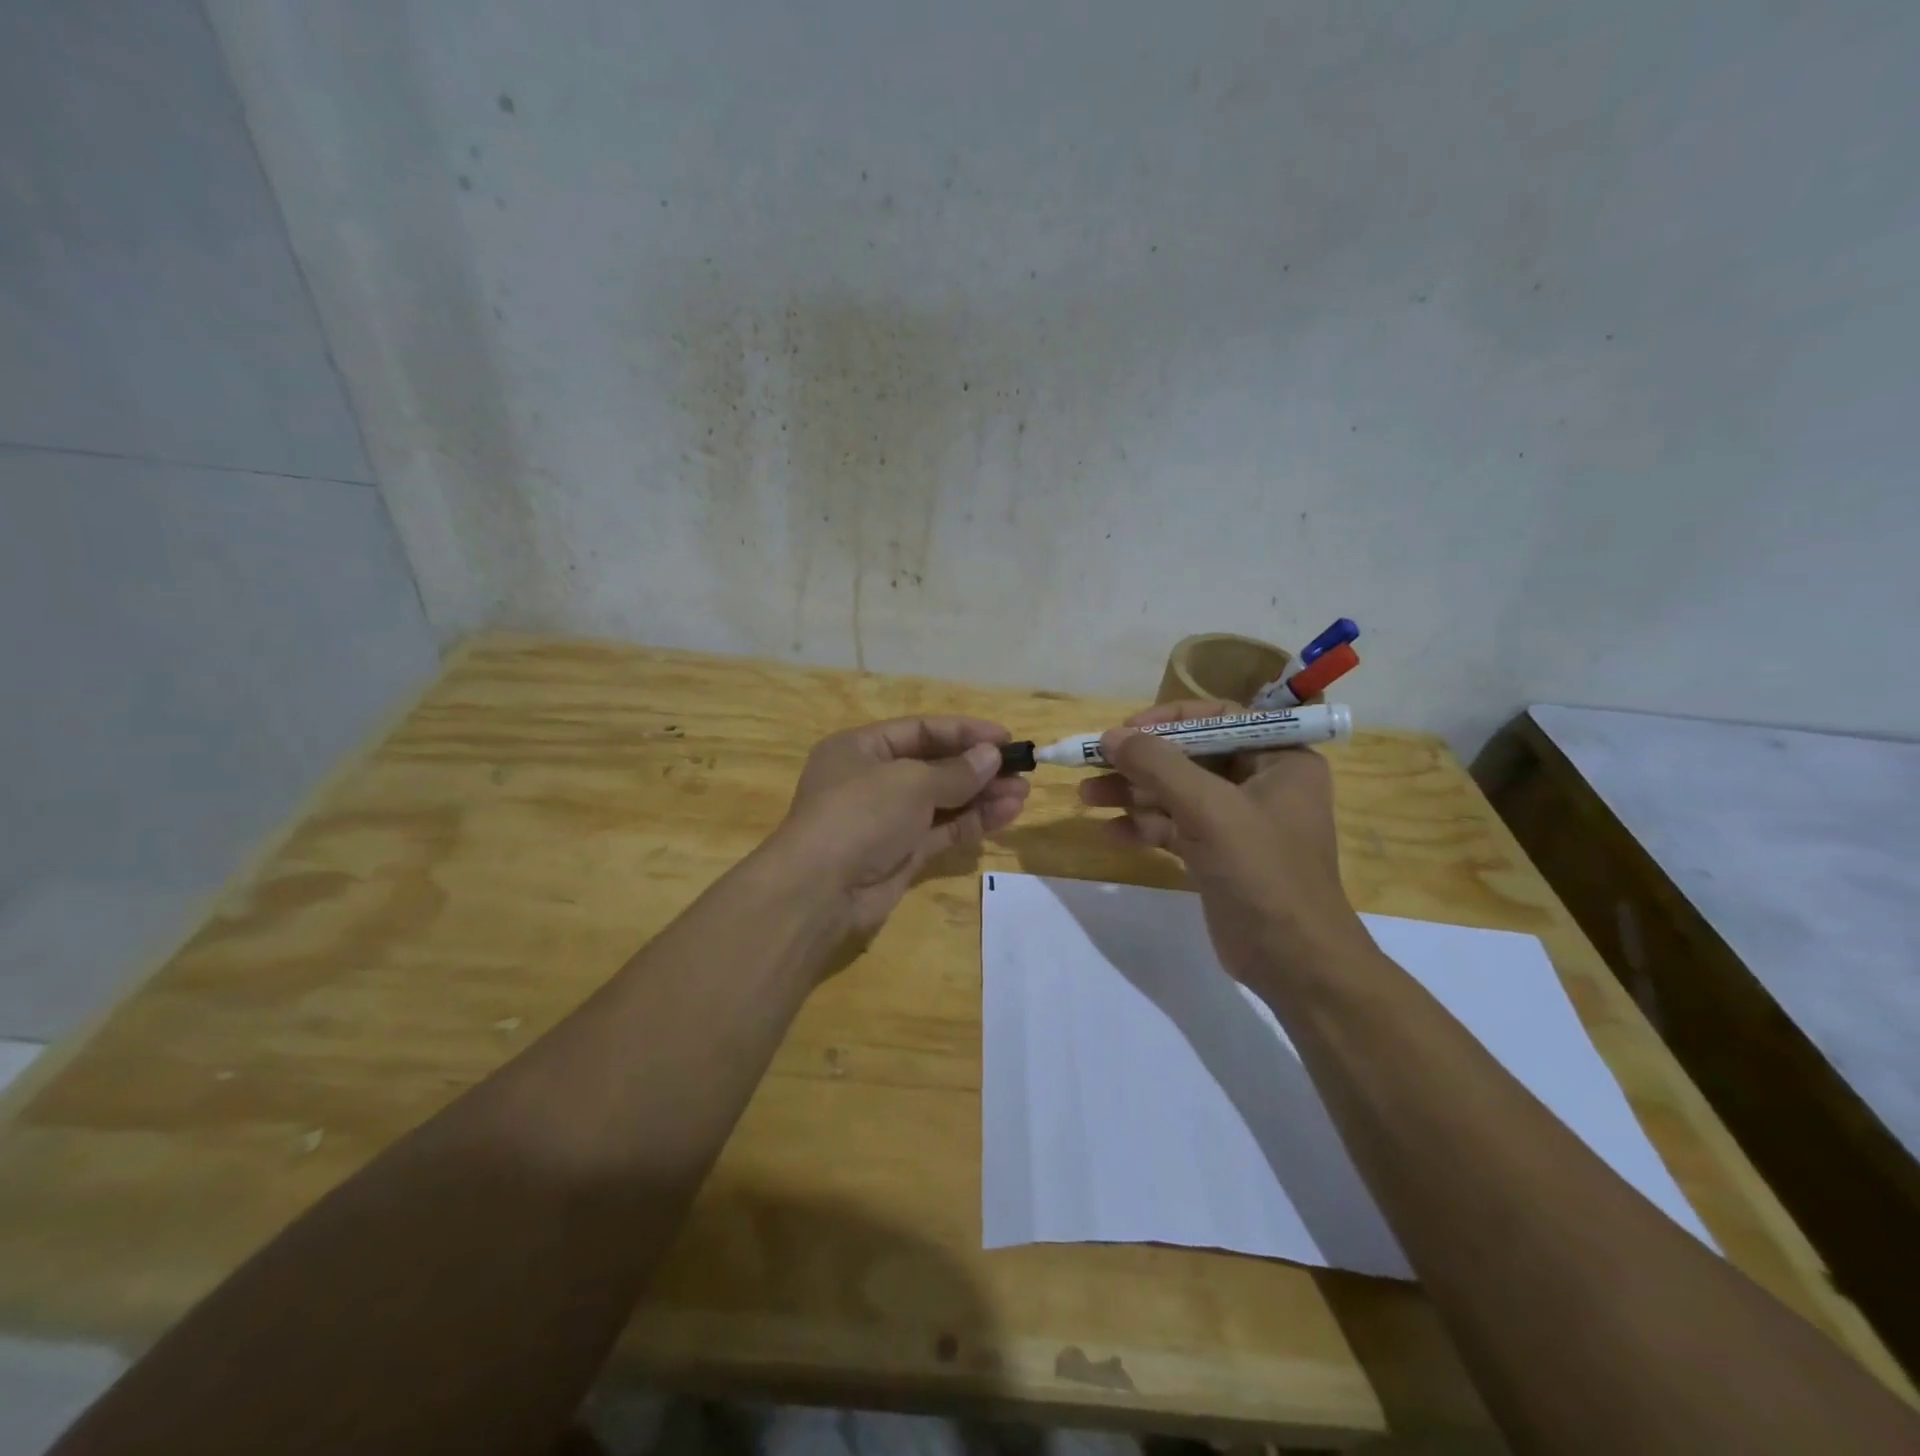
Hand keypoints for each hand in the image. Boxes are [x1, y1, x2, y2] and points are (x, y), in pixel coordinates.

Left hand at [770, 716, 1030, 942]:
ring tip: (1022, 794)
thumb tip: (991, 756)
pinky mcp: (901, 854)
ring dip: (982, 796)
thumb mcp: (910, 782)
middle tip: (1022, 769)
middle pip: (934, 766)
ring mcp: (887, 819)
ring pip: (942, 801)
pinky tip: (1006, 814)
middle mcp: (872, 780)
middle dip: (978, 767)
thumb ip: (956, 771)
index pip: (920, 730)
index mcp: (861, 748)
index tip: (1005, 738)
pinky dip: (973, 822)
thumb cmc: (860, 815)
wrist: (820, 891)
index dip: (964, 732)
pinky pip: (942, 830)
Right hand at [1077, 699, 1370, 986]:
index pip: (1218, 719)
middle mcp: (1260, 782)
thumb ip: (1158, 766)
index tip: (1124, 731)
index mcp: (1279, 759)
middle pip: (1189, 757)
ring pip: (1175, 793)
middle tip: (1092, 764)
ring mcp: (1237, 820)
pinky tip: (1110, 832)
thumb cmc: (1263, 872)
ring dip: (1132, 794)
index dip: (1167, 720)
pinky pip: (1174, 826)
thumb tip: (1110, 736)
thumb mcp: (1209, 809)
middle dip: (1140, 763)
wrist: (1293, 962)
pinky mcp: (1217, 853)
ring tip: (1086, 797)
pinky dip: (1143, 826)